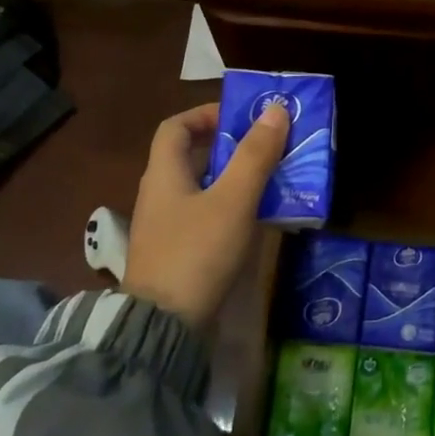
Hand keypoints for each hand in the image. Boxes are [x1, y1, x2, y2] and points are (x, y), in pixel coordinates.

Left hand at [123, 100, 290, 328]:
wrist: (164, 326)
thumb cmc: (197, 252)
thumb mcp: (233, 200)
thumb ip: (255, 156)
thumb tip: (275, 109)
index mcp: (164, 174)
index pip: (175, 127)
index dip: (205, 114)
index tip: (241, 117)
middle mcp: (160, 196)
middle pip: (191, 157)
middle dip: (230, 148)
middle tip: (268, 148)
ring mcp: (167, 228)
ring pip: (203, 189)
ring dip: (235, 179)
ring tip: (273, 180)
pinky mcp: (178, 254)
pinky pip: (206, 217)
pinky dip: (232, 209)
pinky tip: (259, 220)